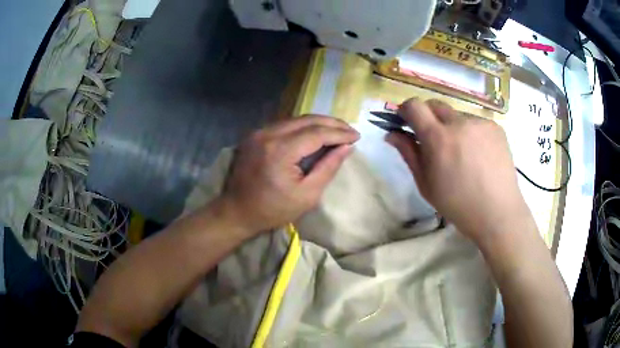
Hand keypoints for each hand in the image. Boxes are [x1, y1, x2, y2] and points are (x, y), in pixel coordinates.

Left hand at [220, 115, 359, 232]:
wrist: (236, 212)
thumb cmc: (273, 210)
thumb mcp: (307, 195)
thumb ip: (328, 167)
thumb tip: (347, 147)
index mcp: (280, 150)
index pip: (317, 133)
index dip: (339, 133)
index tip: (357, 136)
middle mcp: (268, 134)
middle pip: (307, 120)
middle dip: (332, 123)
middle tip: (350, 130)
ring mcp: (258, 132)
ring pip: (296, 120)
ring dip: (318, 123)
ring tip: (337, 130)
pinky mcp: (254, 135)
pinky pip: (284, 125)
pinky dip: (302, 127)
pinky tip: (315, 133)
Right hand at [386, 99, 531, 242]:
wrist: (497, 213)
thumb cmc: (458, 204)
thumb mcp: (426, 184)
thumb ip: (409, 154)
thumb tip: (391, 134)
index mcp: (438, 138)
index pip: (414, 106)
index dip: (406, 110)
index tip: (406, 121)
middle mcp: (459, 123)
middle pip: (435, 104)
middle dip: (428, 116)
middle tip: (433, 139)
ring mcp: (480, 123)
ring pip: (457, 115)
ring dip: (452, 127)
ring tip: (461, 152)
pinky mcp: (495, 127)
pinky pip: (475, 122)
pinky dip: (471, 133)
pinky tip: (478, 154)